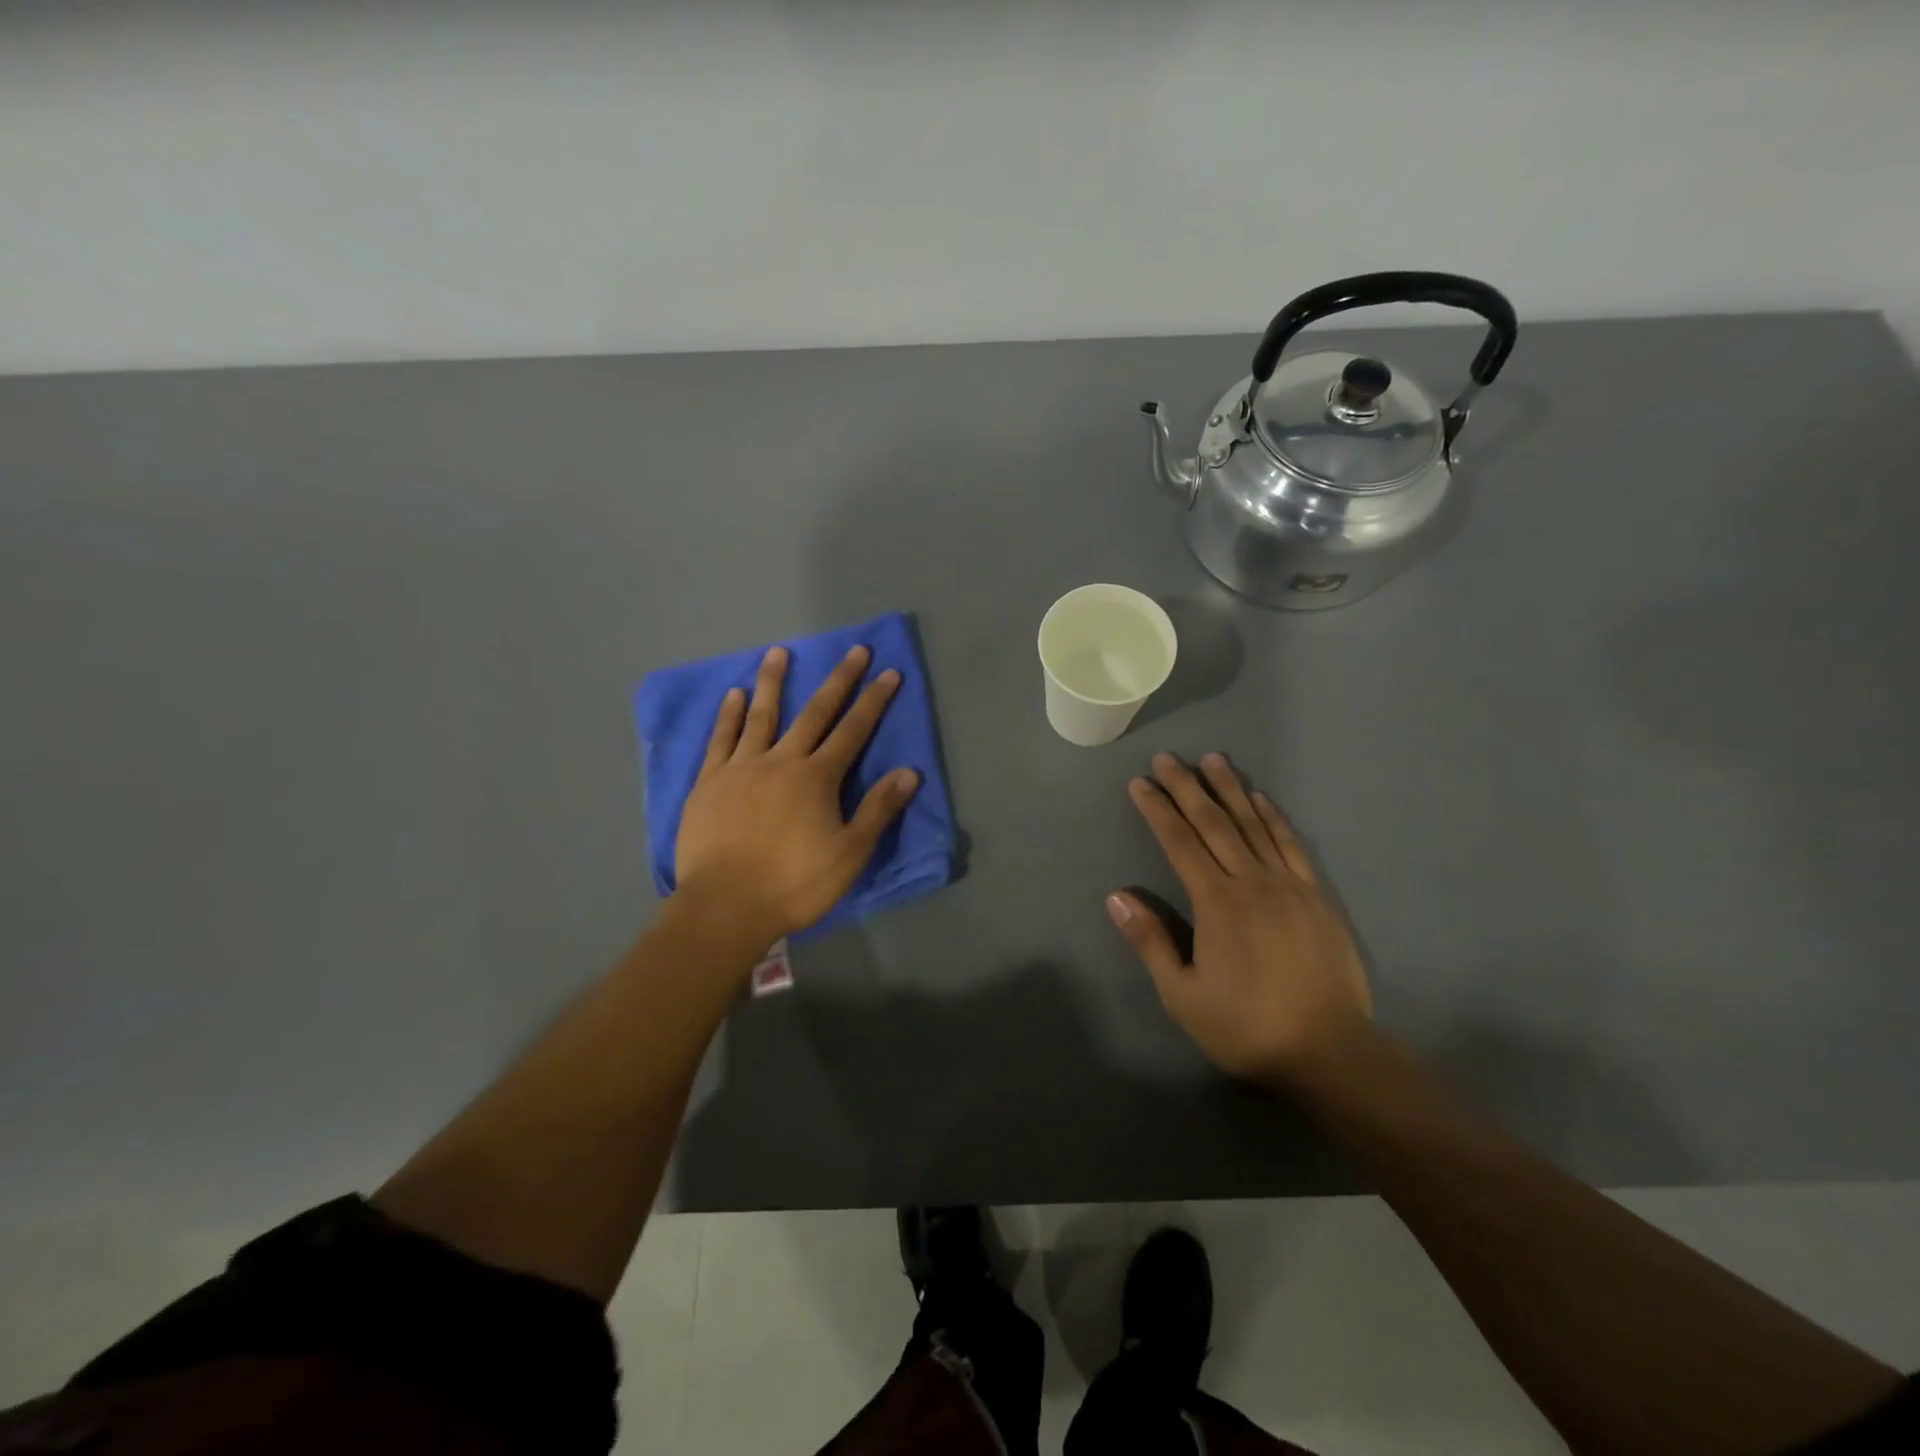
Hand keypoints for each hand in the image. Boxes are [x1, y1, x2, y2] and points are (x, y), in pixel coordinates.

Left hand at [674, 644, 919, 947]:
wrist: (725, 906)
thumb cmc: (794, 883)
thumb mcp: (849, 854)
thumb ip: (877, 810)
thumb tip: (908, 772)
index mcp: (817, 778)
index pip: (853, 731)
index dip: (873, 701)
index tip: (888, 672)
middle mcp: (781, 761)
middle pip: (814, 713)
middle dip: (838, 680)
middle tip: (854, 650)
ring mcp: (741, 768)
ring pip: (761, 715)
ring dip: (773, 682)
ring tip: (778, 652)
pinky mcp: (709, 783)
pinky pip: (720, 739)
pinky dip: (729, 715)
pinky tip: (734, 694)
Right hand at [1108, 752, 1370, 1084]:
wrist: (1329, 1051)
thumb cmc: (1246, 1026)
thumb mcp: (1183, 995)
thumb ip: (1150, 941)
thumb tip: (1116, 896)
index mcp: (1216, 902)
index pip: (1179, 842)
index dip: (1158, 810)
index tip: (1141, 783)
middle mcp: (1251, 881)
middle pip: (1214, 823)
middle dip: (1187, 787)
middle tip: (1167, 758)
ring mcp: (1289, 885)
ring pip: (1253, 824)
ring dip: (1230, 789)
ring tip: (1213, 759)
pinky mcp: (1316, 896)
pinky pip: (1291, 844)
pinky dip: (1274, 817)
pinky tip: (1261, 799)